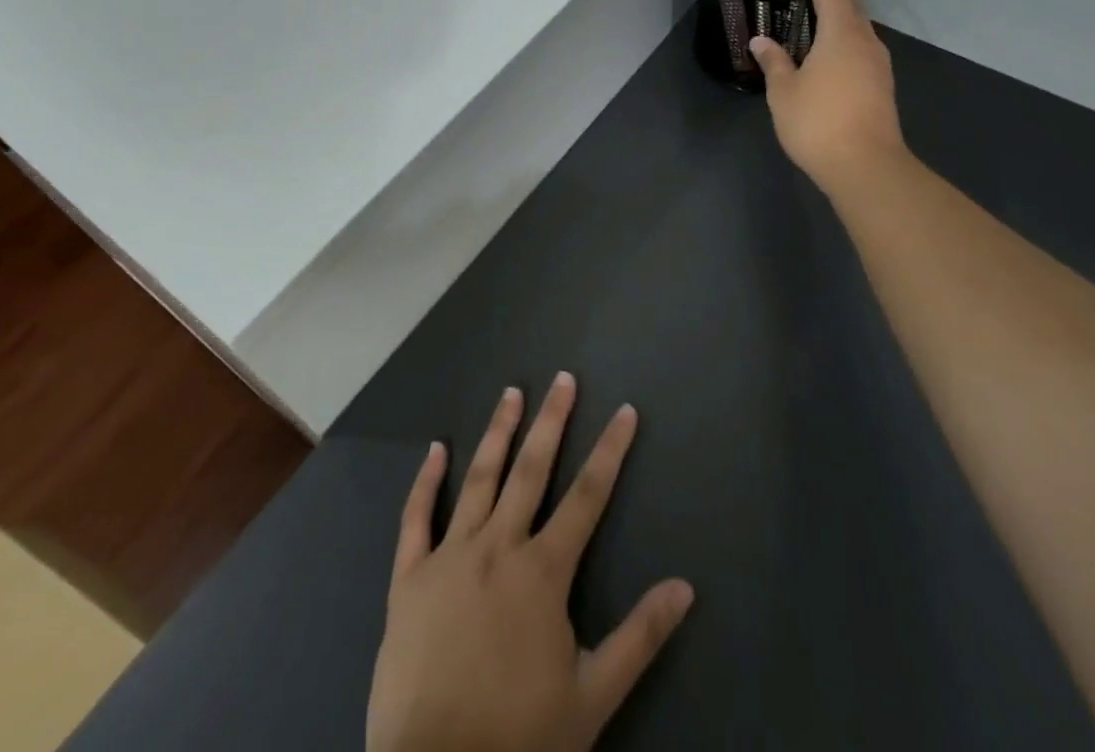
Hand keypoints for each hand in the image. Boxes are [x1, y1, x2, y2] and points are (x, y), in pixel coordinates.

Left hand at [367, 373, 694, 751]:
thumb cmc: (518, 738)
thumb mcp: (592, 696)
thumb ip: (639, 636)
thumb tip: (685, 586)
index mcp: (543, 571)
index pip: (588, 496)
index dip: (610, 450)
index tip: (625, 411)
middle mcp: (498, 547)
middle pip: (532, 470)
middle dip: (552, 421)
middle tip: (563, 379)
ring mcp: (449, 556)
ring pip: (479, 479)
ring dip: (498, 432)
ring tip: (512, 392)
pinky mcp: (409, 578)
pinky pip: (416, 518)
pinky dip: (426, 481)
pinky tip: (435, 450)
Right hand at [748, 0, 907, 194]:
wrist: (867, 168)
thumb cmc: (819, 123)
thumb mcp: (784, 92)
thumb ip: (774, 62)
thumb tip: (761, 42)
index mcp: (841, 33)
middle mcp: (865, 40)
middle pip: (852, 0)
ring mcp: (878, 63)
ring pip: (859, 25)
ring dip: (841, 11)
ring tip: (817, 9)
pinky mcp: (882, 84)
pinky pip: (861, 46)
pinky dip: (845, 35)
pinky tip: (830, 48)